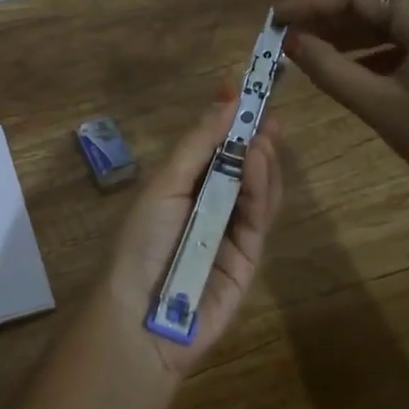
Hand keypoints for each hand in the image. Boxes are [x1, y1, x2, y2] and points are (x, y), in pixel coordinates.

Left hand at [99, 99, 284, 378]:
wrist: (140, 315)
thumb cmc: (142, 241)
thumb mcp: (164, 184)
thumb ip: (198, 144)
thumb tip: (226, 97)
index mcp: (184, 188)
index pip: (215, 149)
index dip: (231, 122)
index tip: (248, 92)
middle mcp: (210, 207)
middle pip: (243, 168)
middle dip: (256, 139)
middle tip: (269, 113)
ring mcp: (232, 232)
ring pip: (258, 190)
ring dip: (261, 160)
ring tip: (264, 135)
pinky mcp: (250, 257)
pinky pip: (259, 217)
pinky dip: (261, 187)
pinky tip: (257, 162)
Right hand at [274, 0, 408, 242]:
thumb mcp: (380, 106)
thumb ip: (330, 69)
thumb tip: (292, 43)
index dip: (312, 2)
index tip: (276, 18)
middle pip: (381, 1)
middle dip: (332, 16)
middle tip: (289, 34)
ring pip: (400, 19)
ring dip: (357, 32)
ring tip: (313, 48)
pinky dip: (385, 47)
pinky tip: (357, 64)